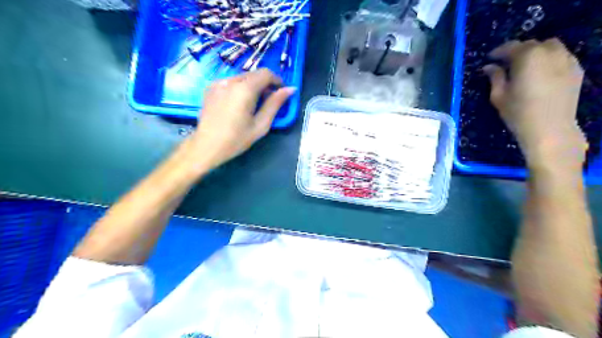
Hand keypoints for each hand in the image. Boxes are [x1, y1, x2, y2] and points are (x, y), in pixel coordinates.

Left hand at [187, 67, 294, 168]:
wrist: (206, 146)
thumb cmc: (236, 139)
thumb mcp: (261, 124)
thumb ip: (275, 104)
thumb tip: (290, 89)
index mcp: (244, 89)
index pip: (265, 73)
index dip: (277, 80)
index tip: (281, 93)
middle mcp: (230, 80)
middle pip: (254, 74)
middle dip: (265, 84)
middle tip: (269, 101)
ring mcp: (218, 82)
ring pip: (242, 77)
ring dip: (252, 86)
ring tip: (253, 104)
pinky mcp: (211, 87)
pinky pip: (231, 82)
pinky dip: (240, 88)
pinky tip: (239, 104)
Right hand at [483, 39, 588, 171]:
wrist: (549, 129)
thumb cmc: (518, 112)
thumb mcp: (499, 96)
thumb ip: (495, 77)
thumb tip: (489, 67)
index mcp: (528, 57)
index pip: (511, 47)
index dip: (498, 52)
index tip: (489, 58)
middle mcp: (549, 52)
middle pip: (531, 44)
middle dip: (516, 51)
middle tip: (505, 63)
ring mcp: (567, 59)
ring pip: (549, 47)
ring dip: (535, 52)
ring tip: (525, 66)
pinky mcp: (576, 69)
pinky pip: (561, 56)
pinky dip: (549, 59)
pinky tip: (541, 72)